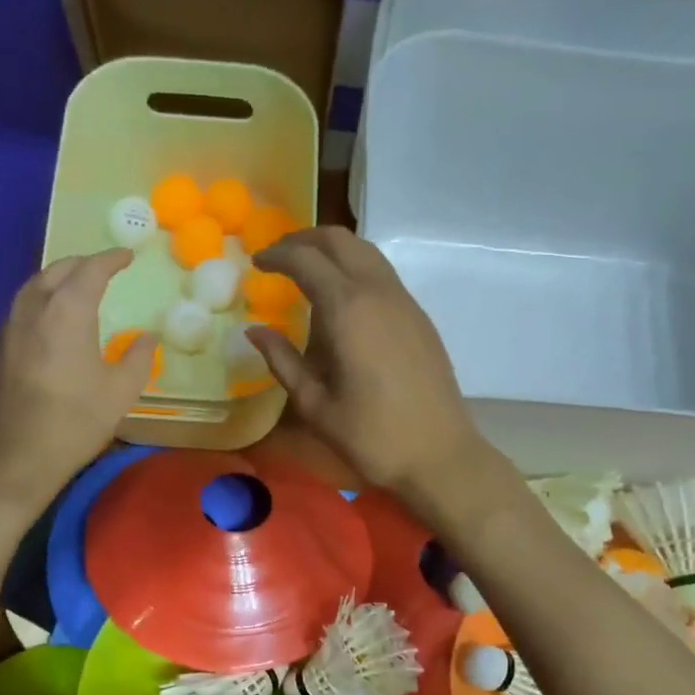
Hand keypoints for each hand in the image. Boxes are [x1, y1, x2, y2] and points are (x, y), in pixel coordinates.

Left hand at [0, 249, 156, 503]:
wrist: (19, 456)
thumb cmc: (77, 421)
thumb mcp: (121, 391)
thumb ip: (138, 357)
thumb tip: (148, 336)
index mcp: (67, 312)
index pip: (90, 270)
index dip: (111, 259)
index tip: (128, 255)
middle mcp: (34, 309)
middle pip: (57, 270)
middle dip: (83, 264)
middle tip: (105, 268)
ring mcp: (10, 327)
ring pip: (34, 286)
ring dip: (59, 278)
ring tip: (78, 285)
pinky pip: (23, 306)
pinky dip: (42, 298)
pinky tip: (53, 317)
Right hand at [248, 226, 482, 494]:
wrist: (439, 454)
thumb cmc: (371, 435)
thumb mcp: (314, 404)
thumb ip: (282, 361)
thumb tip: (255, 330)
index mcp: (348, 310)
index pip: (306, 260)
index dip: (276, 255)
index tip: (256, 263)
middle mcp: (378, 292)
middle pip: (340, 240)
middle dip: (304, 239)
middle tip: (278, 256)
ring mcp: (404, 302)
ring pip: (366, 252)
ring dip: (333, 250)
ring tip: (306, 272)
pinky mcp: (419, 317)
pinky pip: (382, 274)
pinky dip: (355, 269)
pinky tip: (341, 299)